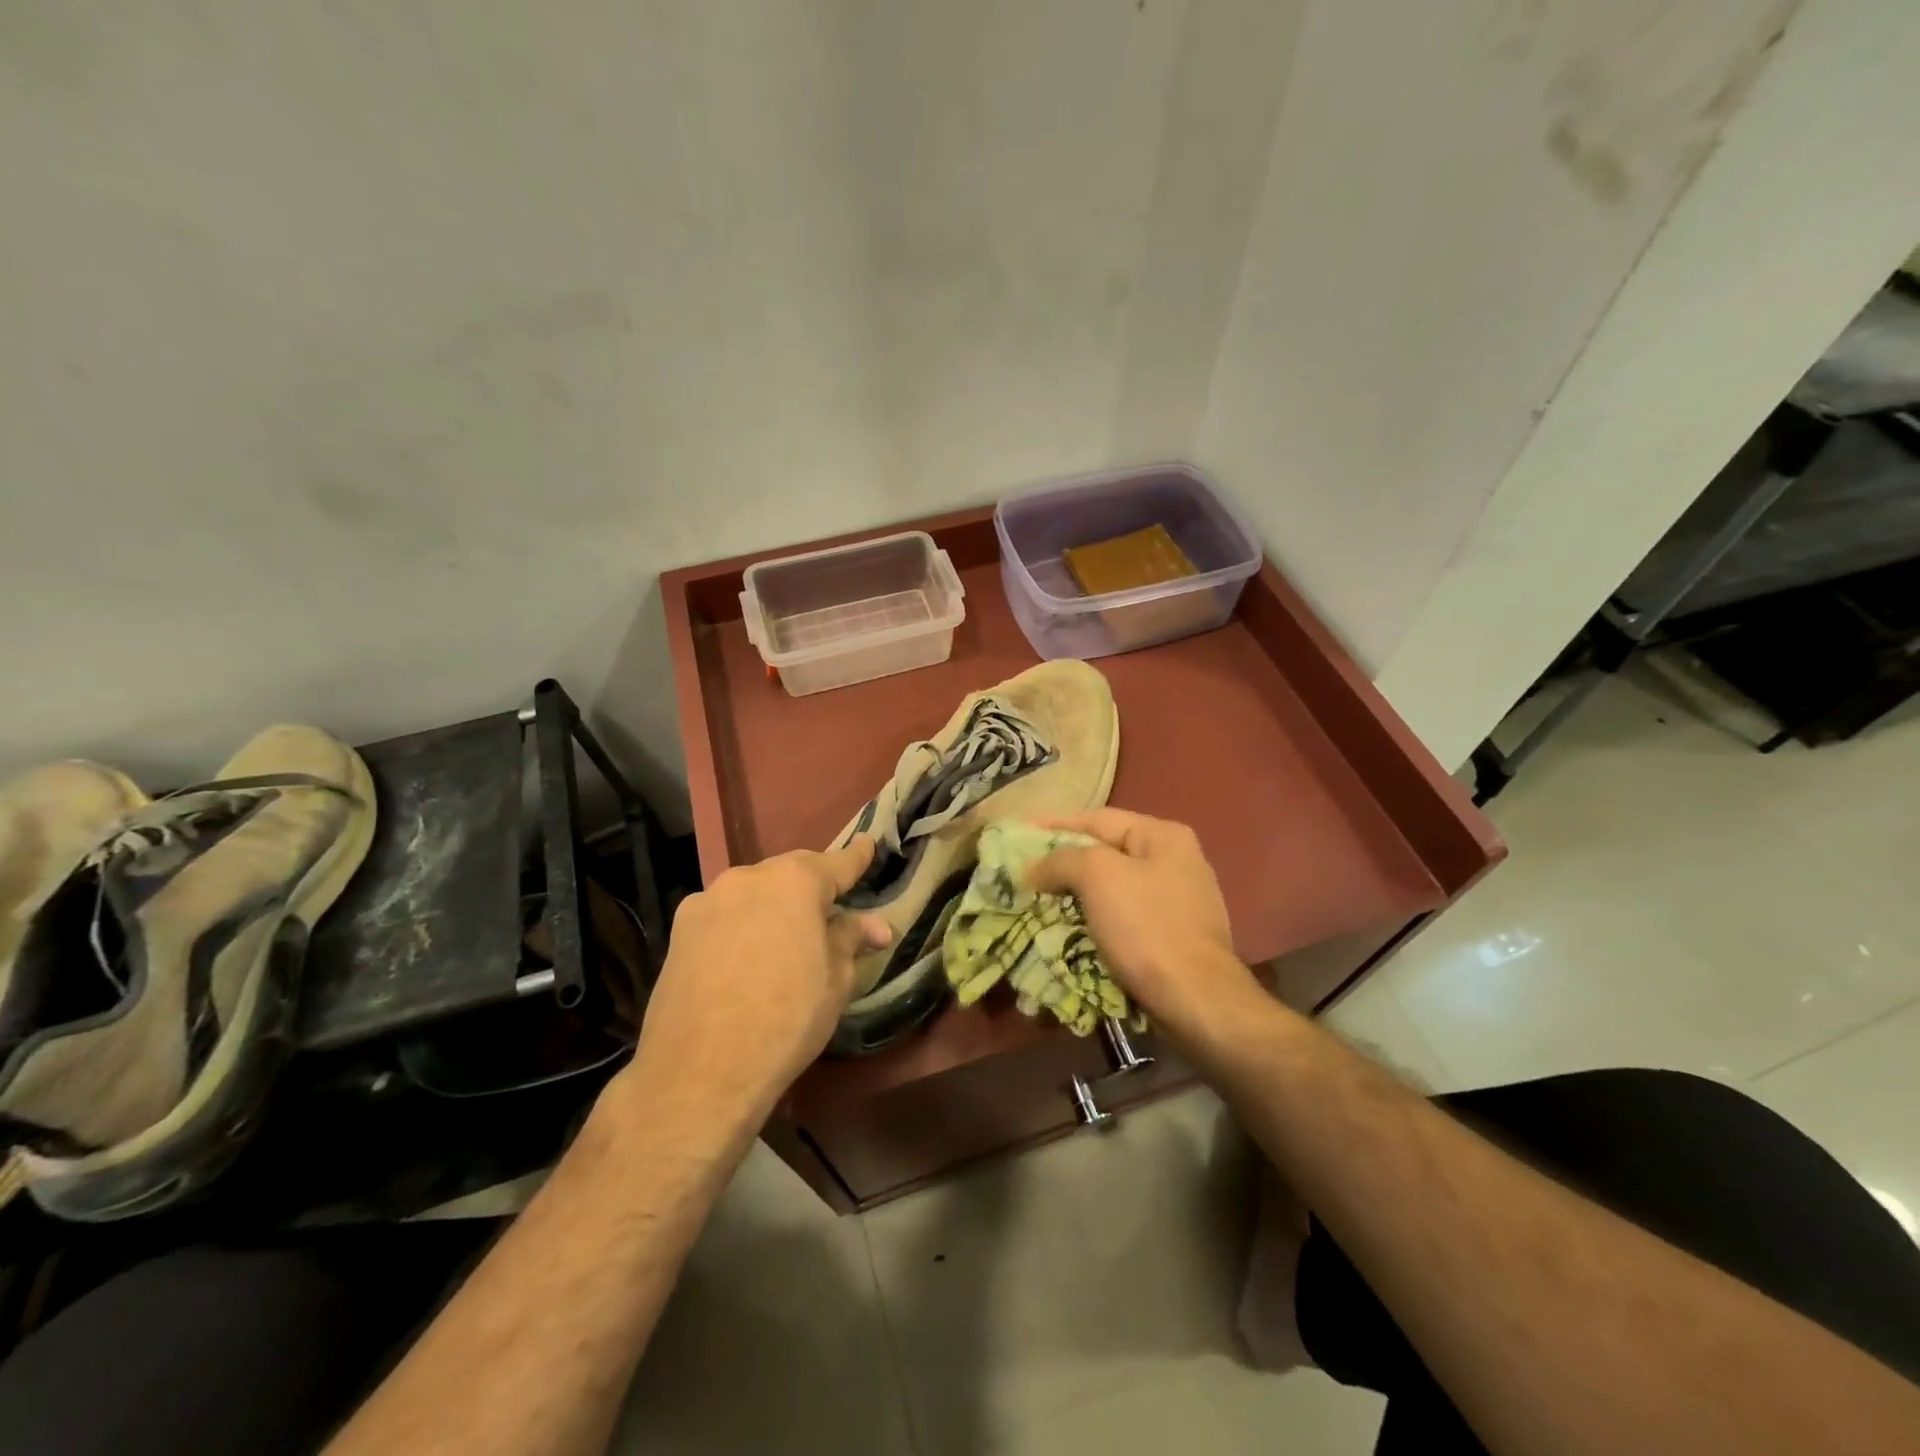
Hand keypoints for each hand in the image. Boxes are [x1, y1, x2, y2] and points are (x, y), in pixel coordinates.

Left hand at [614, 839, 890, 1134]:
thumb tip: (876, 926)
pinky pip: (724, 915)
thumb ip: (851, 939)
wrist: (700, 1073)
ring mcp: (707, 901)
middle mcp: (748, 878)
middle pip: (791, 873)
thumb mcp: (835, 981)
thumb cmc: (786, 1019)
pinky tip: (745, 957)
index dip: (857, 857)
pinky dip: (741, 925)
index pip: (837, 863)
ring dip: (773, 906)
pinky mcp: (678, 931)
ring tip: (784, 938)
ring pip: (753, 893)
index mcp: (795, 882)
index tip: (868, 844)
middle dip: (812, 886)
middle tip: (830, 909)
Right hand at [1028, 809, 1265, 1054]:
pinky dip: (1093, 920)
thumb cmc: (1147, 928)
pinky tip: (1067, 929)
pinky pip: (1121, 918)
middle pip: (1105, 853)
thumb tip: (1035, 868)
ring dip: (1074, 894)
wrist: (1196, 1001)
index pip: (1097, 819)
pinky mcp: (1170, 937)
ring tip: (1036, 900)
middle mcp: (1175, 862)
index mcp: (1163, 836)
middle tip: (1023, 870)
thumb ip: (1062, 860)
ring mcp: (1176, 902)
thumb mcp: (1098, 877)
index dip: (1054, 824)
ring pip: (1111, 889)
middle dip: (1062, 862)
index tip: (1018, 832)